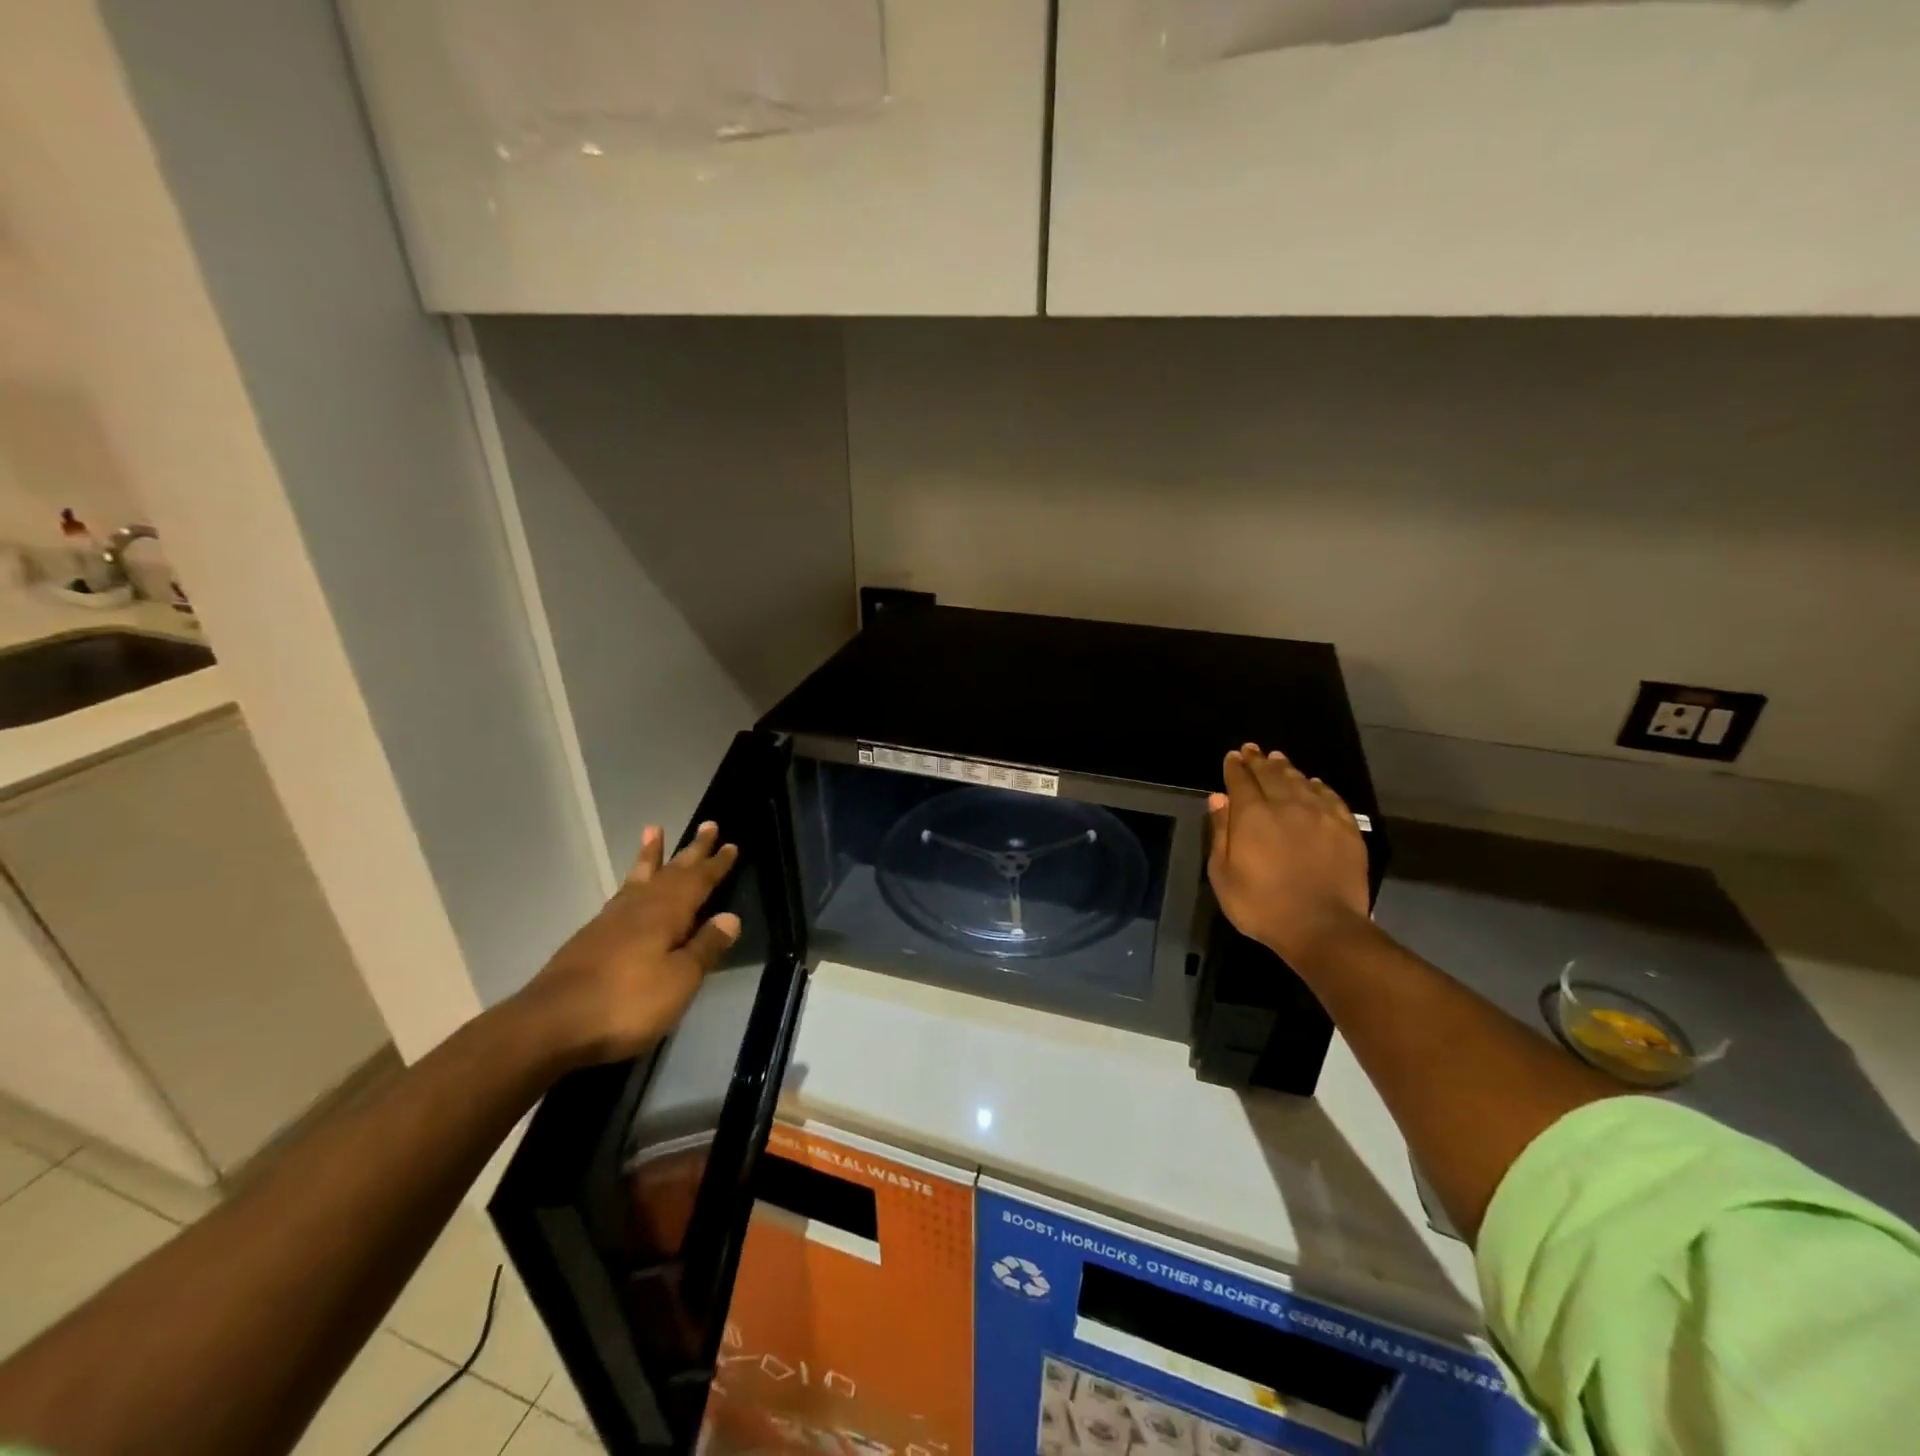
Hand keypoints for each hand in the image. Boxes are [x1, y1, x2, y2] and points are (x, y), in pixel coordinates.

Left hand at [518, 822, 742, 1068]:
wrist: (550, 1025)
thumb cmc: (626, 1003)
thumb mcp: (678, 980)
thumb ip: (704, 948)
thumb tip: (730, 917)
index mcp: (666, 914)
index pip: (698, 882)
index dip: (716, 865)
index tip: (731, 845)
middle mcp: (639, 908)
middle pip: (671, 872)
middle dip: (691, 851)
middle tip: (707, 826)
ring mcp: (610, 921)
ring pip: (639, 878)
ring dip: (651, 856)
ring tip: (654, 831)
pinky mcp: (590, 938)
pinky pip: (620, 895)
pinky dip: (631, 882)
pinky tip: (630, 888)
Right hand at [1207, 743, 1372, 969]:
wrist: (1322, 927)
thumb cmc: (1262, 905)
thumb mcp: (1223, 874)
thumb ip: (1220, 832)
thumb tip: (1218, 798)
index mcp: (1252, 815)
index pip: (1240, 781)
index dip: (1235, 767)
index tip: (1232, 756)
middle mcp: (1286, 805)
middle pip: (1270, 775)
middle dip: (1259, 761)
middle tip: (1253, 749)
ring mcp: (1320, 815)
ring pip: (1300, 781)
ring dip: (1286, 769)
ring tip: (1278, 759)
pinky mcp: (1346, 828)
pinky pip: (1330, 797)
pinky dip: (1318, 787)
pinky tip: (1313, 784)